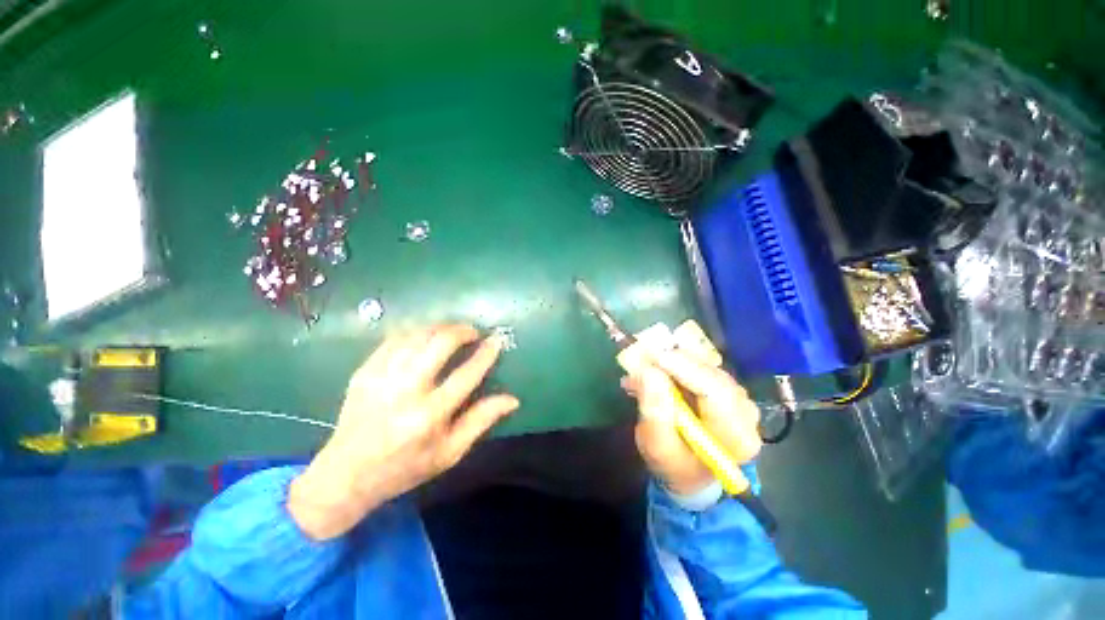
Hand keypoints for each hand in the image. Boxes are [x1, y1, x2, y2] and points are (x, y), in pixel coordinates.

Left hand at [288, 325, 518, 539]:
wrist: (345, 475)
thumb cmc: (406, 467)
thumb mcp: (450, 452)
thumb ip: (481, 421)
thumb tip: (513, 399)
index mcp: (430, 415)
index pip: (468, 373)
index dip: (486, 353)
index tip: (497, 340)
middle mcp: (406, 391)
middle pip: (440, 343)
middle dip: (462, 331)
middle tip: (473, 333)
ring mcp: (381, 378)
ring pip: (417, 335)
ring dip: (440, 328)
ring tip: (451, 332)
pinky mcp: (364, 371)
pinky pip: (394, 339)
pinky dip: (415, 332)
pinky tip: (424, 336)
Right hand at [623, 350, 761, 494]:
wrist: (690, 472)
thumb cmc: (674, 464)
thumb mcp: (658, 446)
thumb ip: (655, 413)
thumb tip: (649, 372)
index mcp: (737, 436)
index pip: (717, 392)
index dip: (685, 369)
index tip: (654, 357)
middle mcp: (745, 412)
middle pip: (711, 374)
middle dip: (673, 363)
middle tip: (641, 360)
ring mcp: (738, 397)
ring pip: (705, 365)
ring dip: (671, 363)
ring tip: (643, 371)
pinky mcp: (727, 387)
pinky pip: (701, 365)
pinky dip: (676, 365)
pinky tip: (656, 373)